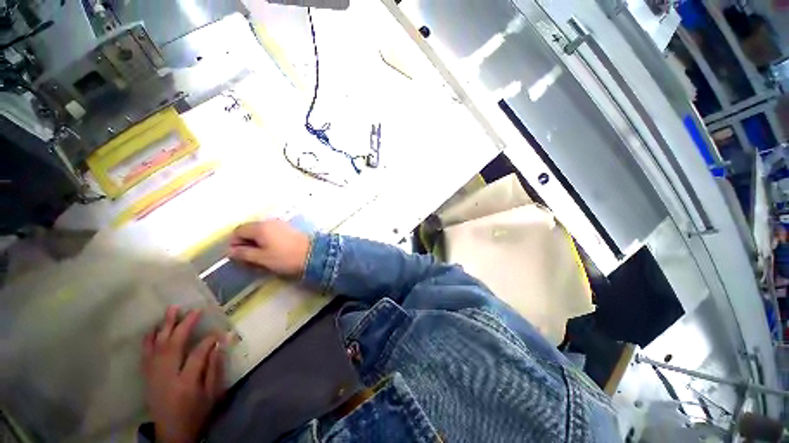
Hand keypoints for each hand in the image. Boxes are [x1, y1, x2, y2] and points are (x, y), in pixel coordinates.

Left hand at [142, 307, 224, 442]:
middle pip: (173, 346)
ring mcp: (153, 376)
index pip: (197, 354)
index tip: (219, 332)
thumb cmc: (197, 413)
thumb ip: (215, 369)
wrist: (172, 434)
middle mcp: (166, 376)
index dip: (209, 340)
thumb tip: (219, 345)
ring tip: (171, 310)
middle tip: (193, 310)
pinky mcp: (147, 377)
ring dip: (164, 327)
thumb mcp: (213, 395)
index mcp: (186, 382)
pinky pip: (146, 355)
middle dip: (184, 326)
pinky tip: (153, 329)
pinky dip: (148, 340)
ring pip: (157, 347)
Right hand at [228, 219, 309, 277]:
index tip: (238, 255)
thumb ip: (244, 254)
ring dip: (257, 241)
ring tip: (261, 255)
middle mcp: (269, 222)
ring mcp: (280, 224)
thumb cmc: (285, 257)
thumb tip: (230, 251)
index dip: (235, 243)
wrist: (313, 254)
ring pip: (261, 231)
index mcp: (260, 227)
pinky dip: (267, 239)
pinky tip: (273, 250)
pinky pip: (271, 232)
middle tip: (249, 256)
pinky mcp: (289, 228)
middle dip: (245, 242)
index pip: (238, 230)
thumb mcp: (262, 258)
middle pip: (249, 229)